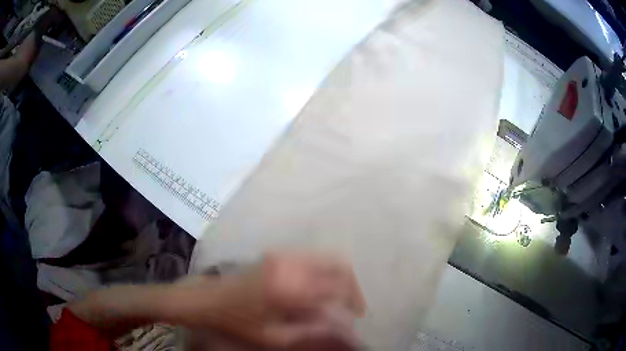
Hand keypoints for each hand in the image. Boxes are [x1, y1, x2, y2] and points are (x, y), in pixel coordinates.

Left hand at [172, 252, 365, 348]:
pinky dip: (325, 270)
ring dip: (339, 277)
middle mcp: (290, 265)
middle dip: (352, 285)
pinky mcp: (278, 253)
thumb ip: (312, 331)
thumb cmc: (241, 322)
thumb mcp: (276, 337)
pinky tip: (321, 287)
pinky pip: (313, 257)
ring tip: (339, 297)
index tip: (357, 314)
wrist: (210, 299)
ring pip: (327, 258)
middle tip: (352, 305)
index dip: (355, 299)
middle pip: (338, 265)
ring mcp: (283, 255)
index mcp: (290, 288)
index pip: (339, 285)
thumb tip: (343, 326)